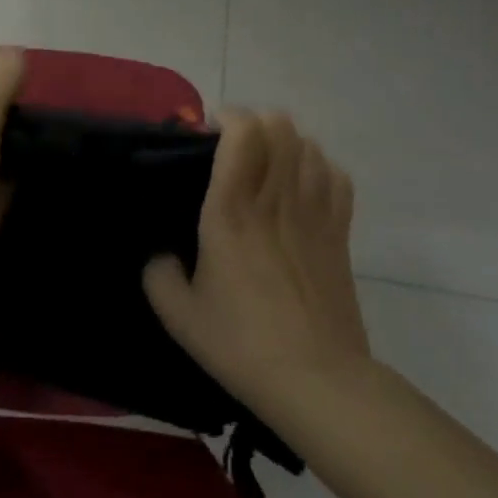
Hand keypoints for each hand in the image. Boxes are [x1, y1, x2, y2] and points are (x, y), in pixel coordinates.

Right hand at [143, 110, 366, 416]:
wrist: (316, 380)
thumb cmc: (241, 343)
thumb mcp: (178, 314)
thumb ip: (157, 272)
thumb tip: (160, 253)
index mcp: (231, 211)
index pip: (243, 133)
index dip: (227, 117)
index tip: (206, 133)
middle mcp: (274, 199)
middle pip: (280, 126)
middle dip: (254, 122)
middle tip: (232, 145)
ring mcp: (314, 213)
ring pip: (309, 145)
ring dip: (285, 142)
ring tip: (266, 163)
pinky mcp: (340, 233)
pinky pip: (336, 176)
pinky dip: (318, 167)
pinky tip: (303, 184)